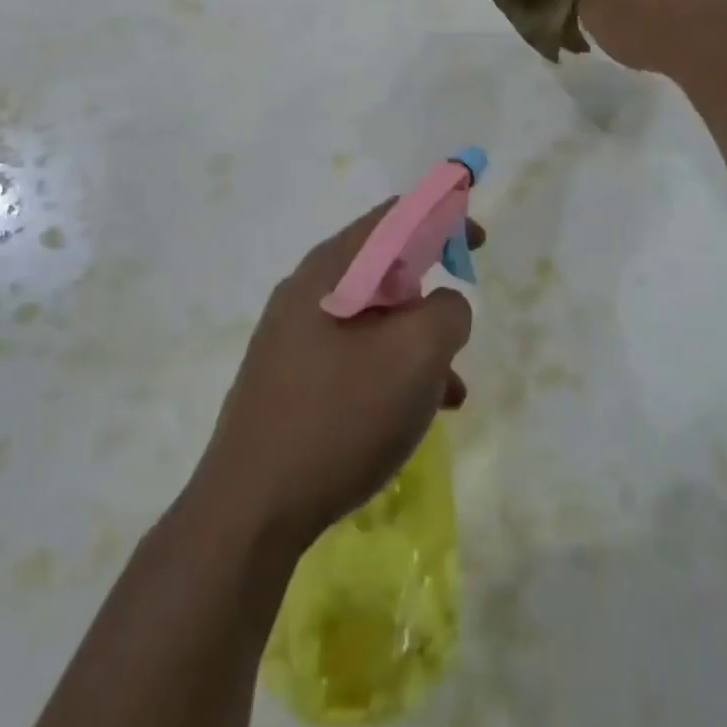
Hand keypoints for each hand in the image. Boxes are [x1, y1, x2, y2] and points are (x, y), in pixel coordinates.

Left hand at [195, 202, 479, 547]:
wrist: (250, 510)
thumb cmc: (340, 416)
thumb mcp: (417, 355)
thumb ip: (447, 311)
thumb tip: (443, 306)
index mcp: (330, 269)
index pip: (393, 217)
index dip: (441, 217)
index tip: (475, 243)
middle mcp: (305, 292)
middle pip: (382, 268)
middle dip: (429, 291)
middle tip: (456, 325)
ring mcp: (292, 337)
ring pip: (371, 319)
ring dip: (415, 342)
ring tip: (449, 388)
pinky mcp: (290, 379)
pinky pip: (352, 356)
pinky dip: (390, 372)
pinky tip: (414, 416)